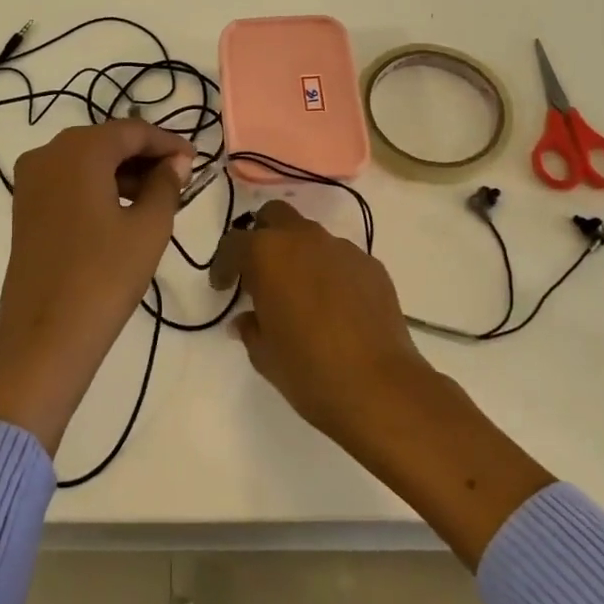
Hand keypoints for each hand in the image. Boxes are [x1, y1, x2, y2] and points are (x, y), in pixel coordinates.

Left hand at [0, 120, 193, 453]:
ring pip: (85, 160)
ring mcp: (30, 180)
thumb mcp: (148, 227)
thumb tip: (175, 161)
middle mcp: (48, 153)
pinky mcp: (24, 206)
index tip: (195, 160)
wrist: (45, 336)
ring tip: (156, 198)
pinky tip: (121, 209)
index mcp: (79, 150)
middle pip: (106, 141)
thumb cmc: (105, 276)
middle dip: (144, 156)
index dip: (167, 142)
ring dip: (121, 171)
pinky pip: (67, 180)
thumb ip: (166, 184)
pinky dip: (96, 186)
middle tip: (179, 179)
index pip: (132, 131)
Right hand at [232, 200, 434, 447]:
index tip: (223, 287)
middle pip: (275, 216)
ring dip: (298, 254)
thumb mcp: (264, 354)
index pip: (233, 244)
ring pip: (311, 236)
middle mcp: (304, 239)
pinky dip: (329, 272)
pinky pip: (340, 259)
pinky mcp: (372, 265)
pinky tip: (334, 306)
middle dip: (262, 236)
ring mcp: (342, 249)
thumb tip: (246, 320)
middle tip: (259, 272)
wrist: (380, 387)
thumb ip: (250, 328)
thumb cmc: (309, 370)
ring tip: (300, 292)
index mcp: (267, 254)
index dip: (223, 265)